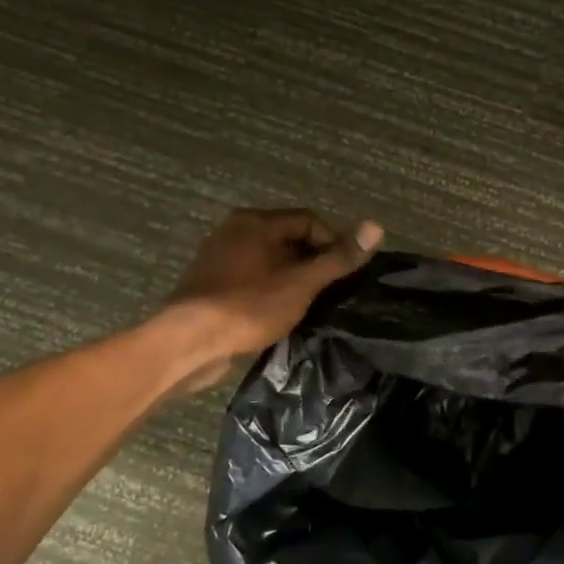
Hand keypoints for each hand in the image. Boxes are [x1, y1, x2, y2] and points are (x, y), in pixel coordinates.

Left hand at [165, 208, 382, 392]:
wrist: (188, 343)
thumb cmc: (248, 306)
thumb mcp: (301, 283)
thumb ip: (337, 258)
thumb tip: (376, 227)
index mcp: (255, 221)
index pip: (309, 220)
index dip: (333, 244)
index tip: (344, 275)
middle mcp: (235, 230)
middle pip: (289, 239)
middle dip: (312, 263)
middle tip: (329, 293)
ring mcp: (219, 257)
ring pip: (270, 261)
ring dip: (292, 279)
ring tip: (308, 306)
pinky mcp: (211, 283)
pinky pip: (251, 278)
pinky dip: (270, 290)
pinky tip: (279, 314)